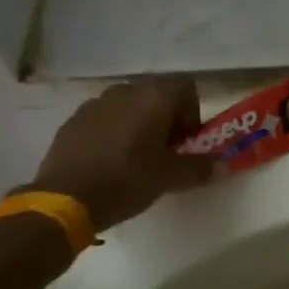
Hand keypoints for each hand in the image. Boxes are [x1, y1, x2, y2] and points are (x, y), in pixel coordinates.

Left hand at [25, 77, 214, 230]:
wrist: (63, 200)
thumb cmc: (125, 180)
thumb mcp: (169, 177)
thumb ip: (200, 168)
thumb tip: (225, 166)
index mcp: (154, 96)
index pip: (187, 88)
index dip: (192, 114)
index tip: (185, 143)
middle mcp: (126, 90)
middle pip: (158, 96)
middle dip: (166, 120)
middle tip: (164, 154)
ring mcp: (96, 103)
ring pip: (130, 106)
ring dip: (138, 125)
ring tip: (135, 159)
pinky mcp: (73, 120)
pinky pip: (105, 119)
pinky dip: (113, 133)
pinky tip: (108, 162)